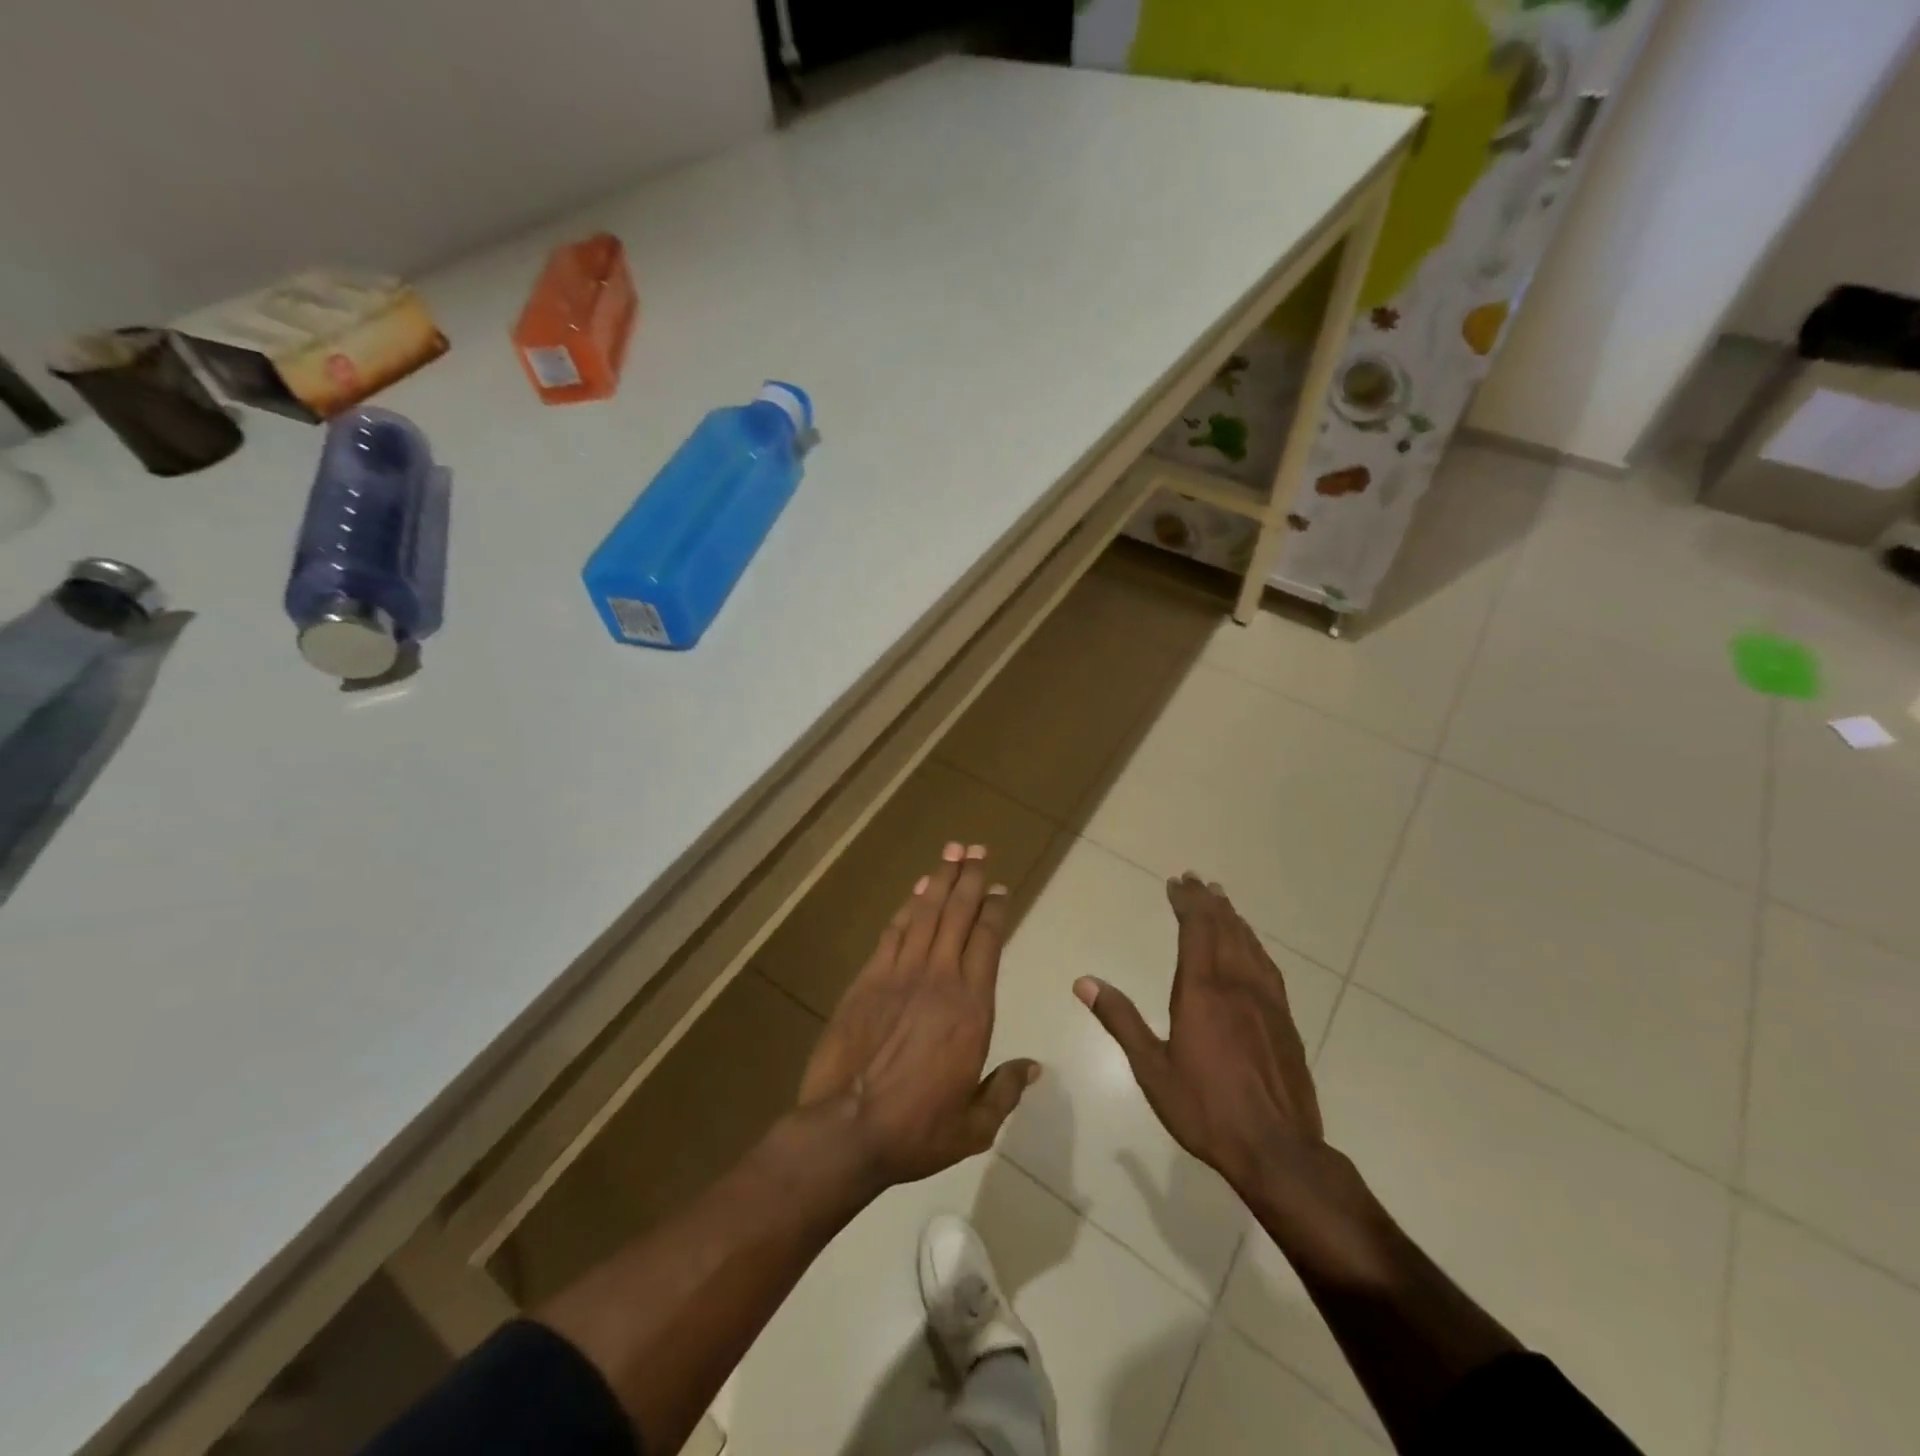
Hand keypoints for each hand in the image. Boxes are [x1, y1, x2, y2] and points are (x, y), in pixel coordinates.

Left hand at [799, 842, 1038, 1187]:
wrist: (848, 1129)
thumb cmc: (917, 1130)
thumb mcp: (975, 1124)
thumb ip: (1005, 1090)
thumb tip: (1033, 1068)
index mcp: (972, 1008)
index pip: (988, 942)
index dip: (994, 910)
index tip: (999, 888)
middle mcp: (940, 979)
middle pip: (958, 915)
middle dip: (969, 878)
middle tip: (976, 848)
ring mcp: (901, 974)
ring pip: (926, 914)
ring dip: (940, 880)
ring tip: (952, 851)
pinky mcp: (869, 979)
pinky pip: (893, 932)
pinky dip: (907, 907)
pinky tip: (916, 891)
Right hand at [1074, 873, 1324, 1197]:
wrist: (1278, 1150)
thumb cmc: (1206, 1109)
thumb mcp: (1152, 1069)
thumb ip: (1120, 1020)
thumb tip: (1084, 982)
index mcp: (1202, 991)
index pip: (1196, 930)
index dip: (1187, 903)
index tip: (1176, 883)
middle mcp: (1236, 985)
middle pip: (1224, 929)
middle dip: (1208, 901)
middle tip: (1196, 880)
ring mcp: (1266, 1001)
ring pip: (1249, 944)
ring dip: (1233, 918)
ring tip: (1222, 900)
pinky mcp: (1285, 1020)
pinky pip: (1268, 966)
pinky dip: (1254, 944)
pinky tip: (1252, 947)